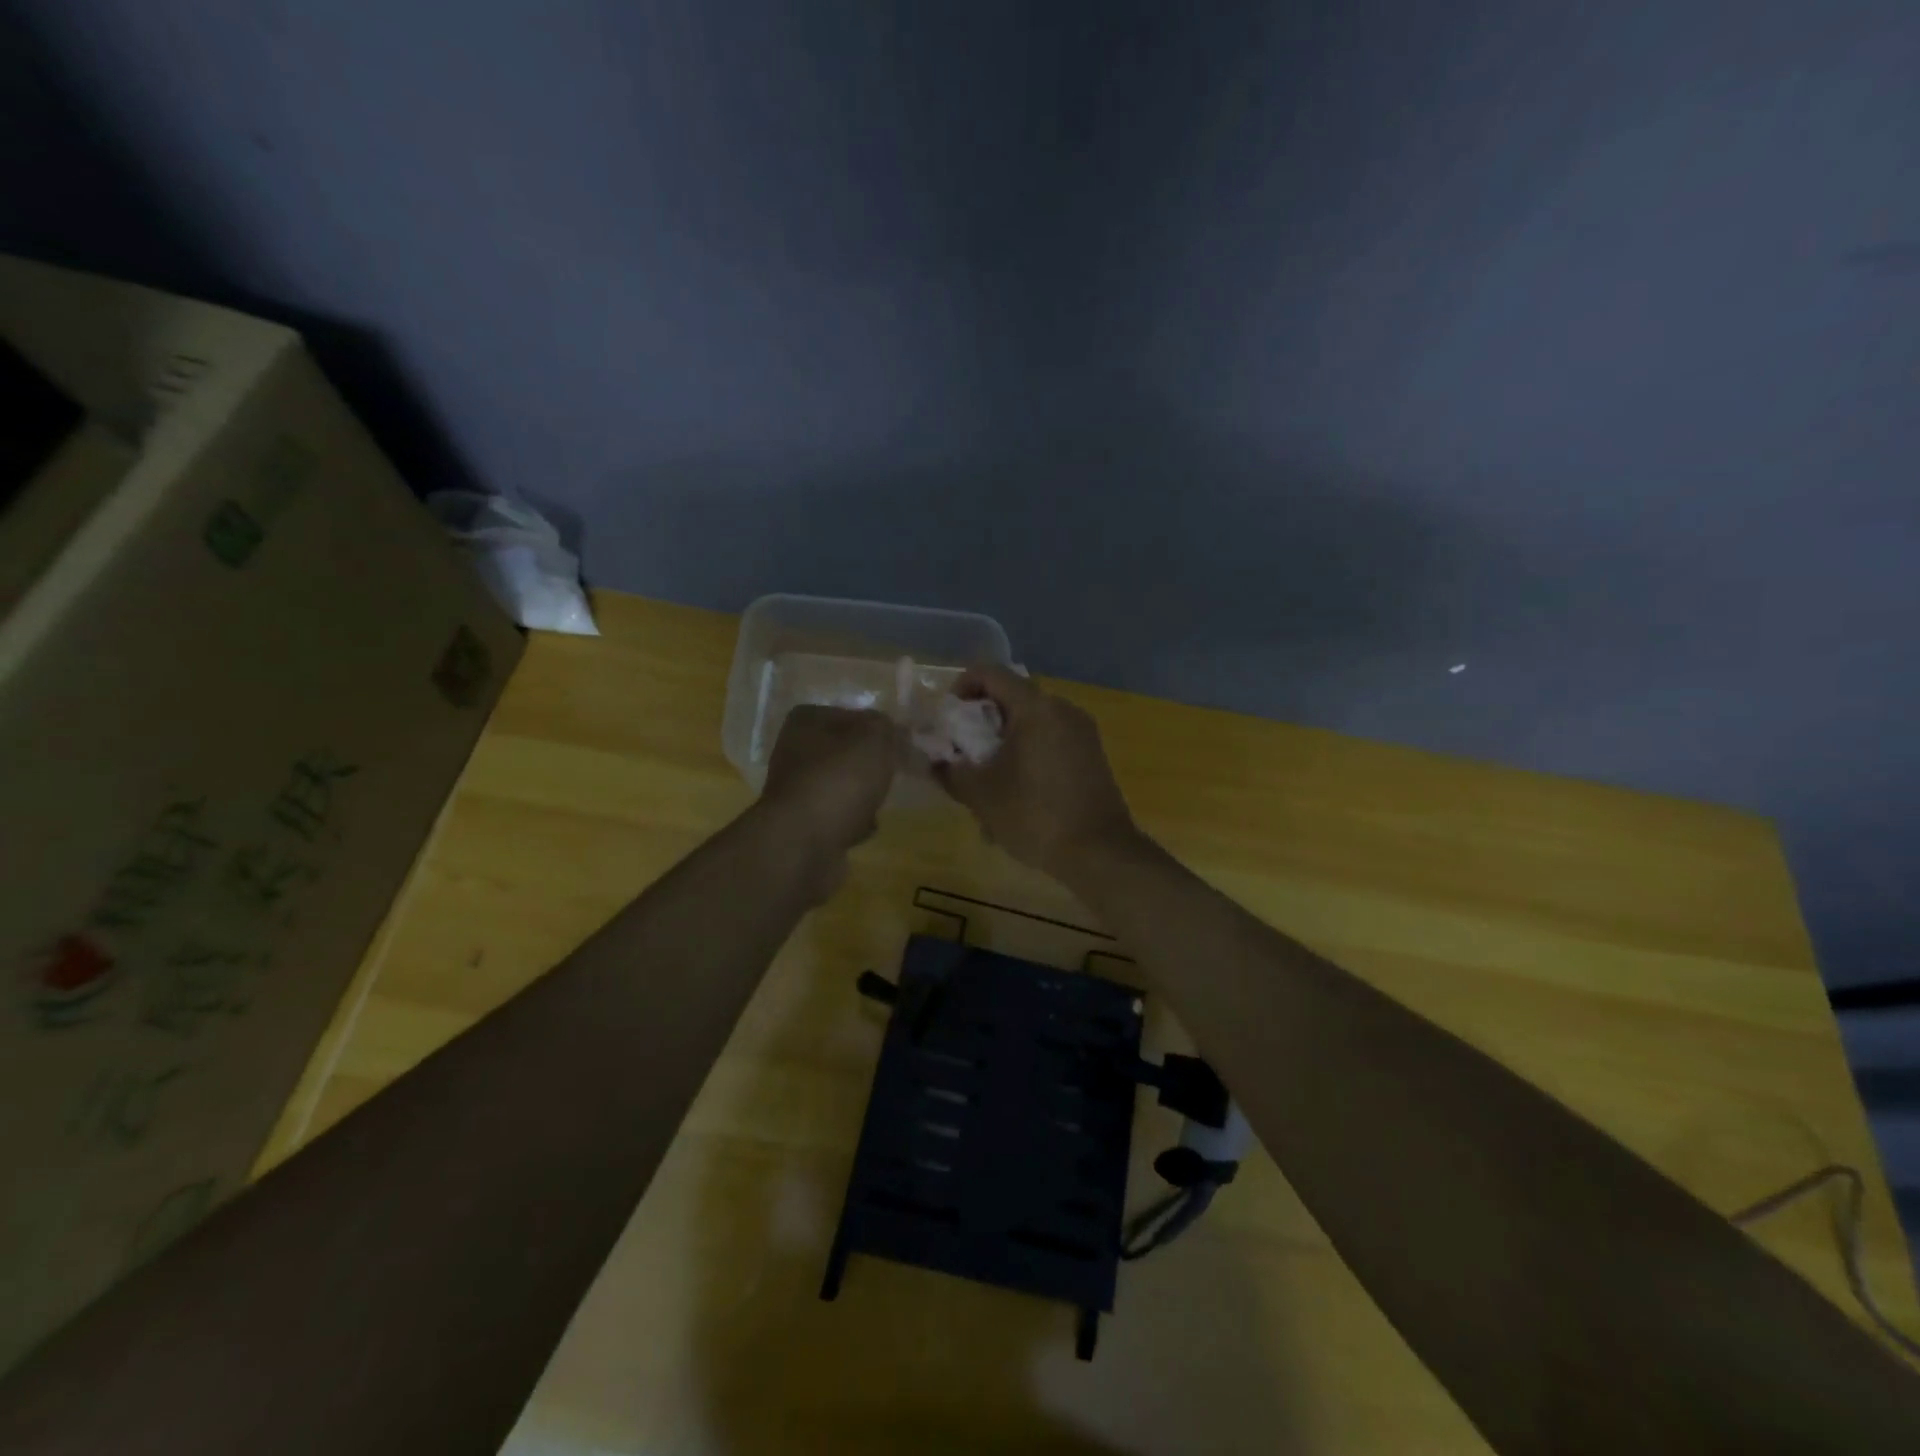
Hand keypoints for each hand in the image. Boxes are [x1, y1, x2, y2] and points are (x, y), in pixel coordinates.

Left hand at [760, 706, 898, 862]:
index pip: (852, 715)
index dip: (881, 729)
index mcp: (806, 721)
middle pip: (846, 752)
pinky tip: (867, 827)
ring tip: (881, 801)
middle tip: (897, 772)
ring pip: (842, 785)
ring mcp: (796, 790)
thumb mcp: (875, 738)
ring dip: (863, 795)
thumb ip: (887, 727)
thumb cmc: (839, 779)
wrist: (804, 844)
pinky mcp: (802, 825)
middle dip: (871, 764)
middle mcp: (794, 751)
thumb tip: (891, 731)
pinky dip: (853, 822)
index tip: (904, 744)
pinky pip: (837, 817)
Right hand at [936, 667, 1138, 879]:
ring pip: (1031, 723)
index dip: (962, 686)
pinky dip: (1027, 755)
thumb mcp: (981, 795)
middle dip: (981, 722)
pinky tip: (1016, 794)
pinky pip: (1050, 741)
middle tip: (962, 752)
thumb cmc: (1035, 815)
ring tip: (986, 781)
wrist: (1100, 853)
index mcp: (1035, 708)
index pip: (991, 673)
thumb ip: (951, 771)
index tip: (947, 716)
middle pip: (1012, 698)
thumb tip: (937, 762)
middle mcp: (1062, 709)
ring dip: (1003, 743)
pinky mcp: (1091, 754)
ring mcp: (1082, 732)